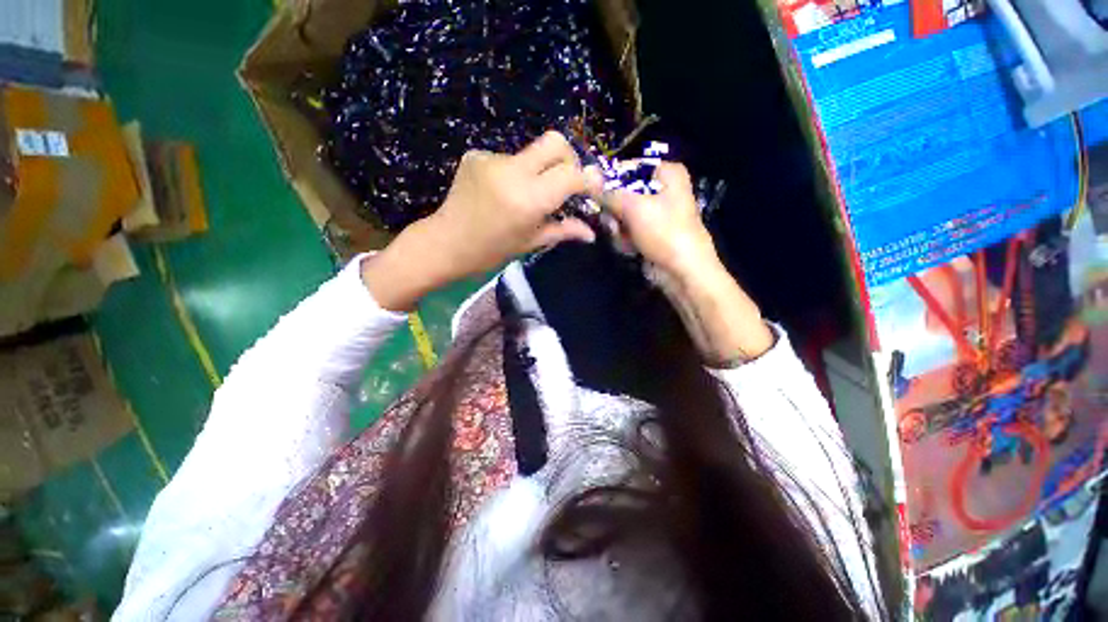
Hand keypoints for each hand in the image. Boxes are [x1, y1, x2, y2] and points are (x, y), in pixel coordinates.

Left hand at [363, 131, 600, 310]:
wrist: (445, 243)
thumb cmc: (491, 251)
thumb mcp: (531, 242)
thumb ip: (563, 230)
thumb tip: (591, 232)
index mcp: (529, 199)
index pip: (571, 174)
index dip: (588, 179)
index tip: (593, 189)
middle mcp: (513, 171)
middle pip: (555, 141)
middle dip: (569, 159)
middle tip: (566, 182)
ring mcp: (492, 159)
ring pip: (532, 151)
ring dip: (540, 169)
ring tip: (528, 194)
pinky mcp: (477, 154)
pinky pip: (509, 158)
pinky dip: (516, 173)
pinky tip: (505, 192)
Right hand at [604, 162, 721, 281]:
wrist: (682, 271)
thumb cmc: (664, 232)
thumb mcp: (634, 208)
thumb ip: (608, 193)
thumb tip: (588, 179)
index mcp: (666, 173)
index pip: (628, 167)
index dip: (610, 180)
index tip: (595, 194)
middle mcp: (661, 189)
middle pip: (622, 193)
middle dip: (614, 212)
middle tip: (614, 224)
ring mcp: (655, 213)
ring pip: (621, 214)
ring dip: (618, 229)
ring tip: (626, 240)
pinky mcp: (649, 232)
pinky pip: (627, 229)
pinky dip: (625, 240)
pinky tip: (632, 249)